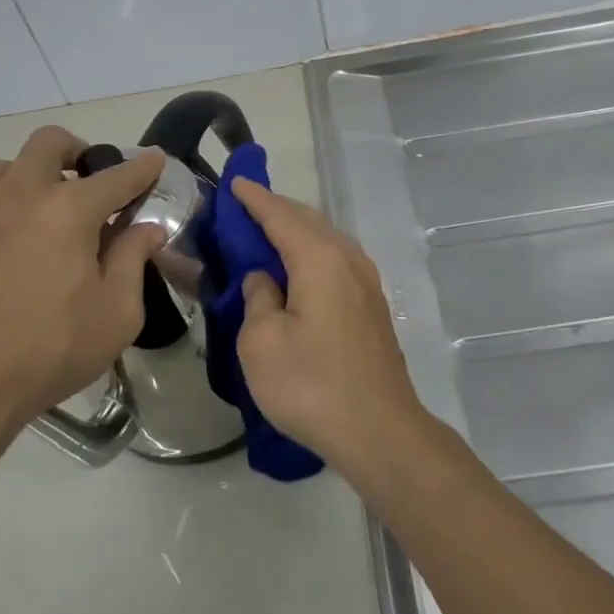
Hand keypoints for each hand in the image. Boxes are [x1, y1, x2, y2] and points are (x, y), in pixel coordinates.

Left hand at [0, 127, 166, 442]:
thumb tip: (147, 228)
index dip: (142, 167)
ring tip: (46, 206)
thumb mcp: (117, 313)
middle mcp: (22, 196)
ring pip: (7, 165)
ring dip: (34, 173)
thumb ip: (134, 259)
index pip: (117, 176)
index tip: (155, 160)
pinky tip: (11, 237)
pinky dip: (3, 201)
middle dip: (79, 151)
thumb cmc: (52, 350)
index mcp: (69, 211)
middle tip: (92, 180)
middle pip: (50, 143)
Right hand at [229, 178, 426, 471]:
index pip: (279, 215)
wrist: (379, 431)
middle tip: (244, 208)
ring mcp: (366, 282)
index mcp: (318, 258)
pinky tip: (298, 270)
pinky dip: (311, 252)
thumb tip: (265, 279)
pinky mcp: (372, 305)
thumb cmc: (311, 385)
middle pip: (307, 220)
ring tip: (267, 235)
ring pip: (326, 239)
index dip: (254, 198)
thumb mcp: (261, 343)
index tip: (235, 182)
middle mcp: (347, 259)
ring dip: (296, 230)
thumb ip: (257, 298)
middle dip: (276, 209)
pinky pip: (336, 260)